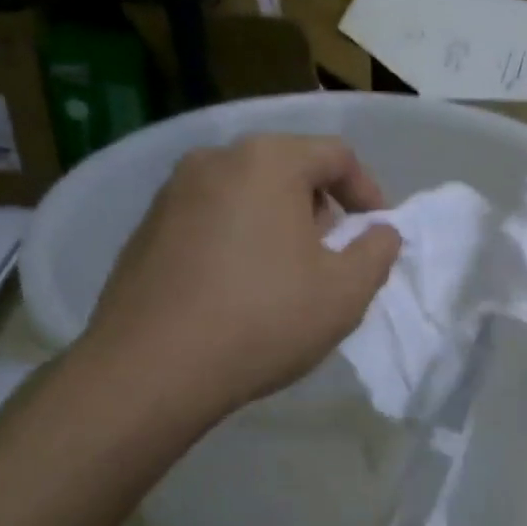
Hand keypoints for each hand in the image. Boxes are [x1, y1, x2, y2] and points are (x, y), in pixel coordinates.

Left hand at [84, 135, 400, 415]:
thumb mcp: (344, 292)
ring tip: (286, 276)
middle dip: (321, 208)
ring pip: (246, 194)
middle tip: (332, 256)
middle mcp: (214, 160)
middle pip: (287, 168)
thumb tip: (381, 232)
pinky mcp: (145, 228)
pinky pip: (209, 219)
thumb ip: (378, 251)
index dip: (368, 191)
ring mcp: (171, 193)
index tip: (376, 233)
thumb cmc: (262, 320)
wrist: (149, 370)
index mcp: (267, 161)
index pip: (336, 155)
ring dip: (278, 224)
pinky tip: (237, 290)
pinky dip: (237, 239)